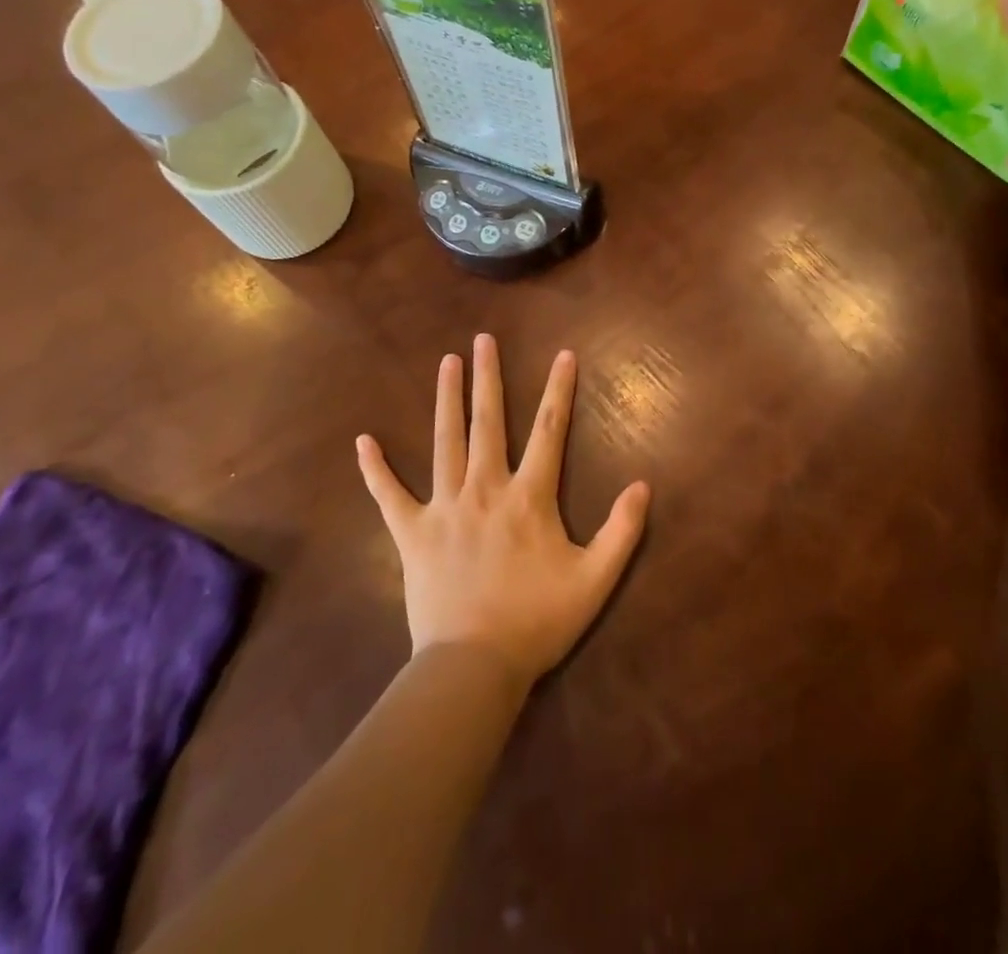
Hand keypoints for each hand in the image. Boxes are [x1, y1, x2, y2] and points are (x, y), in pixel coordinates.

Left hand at [356, 335, 649, 688]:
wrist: (474, 667)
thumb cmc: (537, 622)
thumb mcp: (595, 580)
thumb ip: (622, 530)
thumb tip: (644, 485)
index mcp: (529, 496)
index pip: (550, 430)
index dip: (559, 390)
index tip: (563, 355)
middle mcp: (485, 488)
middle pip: (488, 422)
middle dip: (487, 377)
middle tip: (482, 340)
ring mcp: (444, 507)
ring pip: (445, 441)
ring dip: (446, 400)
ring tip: (446, 363)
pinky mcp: (412, 533)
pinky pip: (389, 495)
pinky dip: (376, 469)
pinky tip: (363, 441)